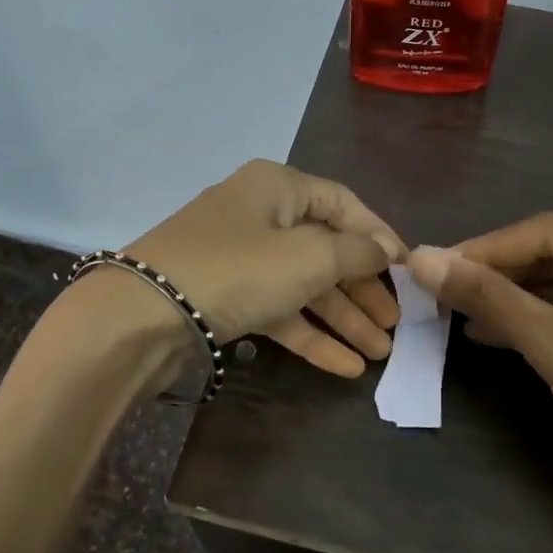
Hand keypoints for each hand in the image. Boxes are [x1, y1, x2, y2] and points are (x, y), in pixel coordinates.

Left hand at [121, 160, 406, 376]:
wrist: (143, 316)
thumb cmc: (237, 270)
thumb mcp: (309, 257)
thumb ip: (356, 253)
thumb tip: (384, 250)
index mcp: (278, 186)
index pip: (344, 204)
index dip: (380, 236)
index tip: (409, 271)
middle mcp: (260, 215)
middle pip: (326, 250)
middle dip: (363, 290)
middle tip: (397, 324)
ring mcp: (240, 259)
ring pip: (304, 285)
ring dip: (343, 318)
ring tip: (381, 353)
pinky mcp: (226, 298)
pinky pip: (279, 311)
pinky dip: (310, 335)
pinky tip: (346, 367)